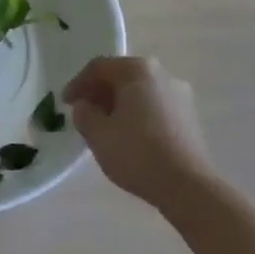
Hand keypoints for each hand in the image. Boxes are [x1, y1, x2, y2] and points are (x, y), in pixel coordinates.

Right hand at [64, 56, 214, 210]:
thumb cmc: (138, 153)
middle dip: (100, 93)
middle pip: (122, 76)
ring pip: (140, 92)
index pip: (99, 68)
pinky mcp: (189, 116)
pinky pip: (155, 106)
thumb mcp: (98, 135)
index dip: (78, 84)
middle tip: (84, 113)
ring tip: (105, 127)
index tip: (66, 104)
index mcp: (138, 70)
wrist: (188, 185)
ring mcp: (180, 94)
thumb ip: (84, 114)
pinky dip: (137, 115)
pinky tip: (129, 137)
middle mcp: (162, 74)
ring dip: (119, 104)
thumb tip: (85, 106)